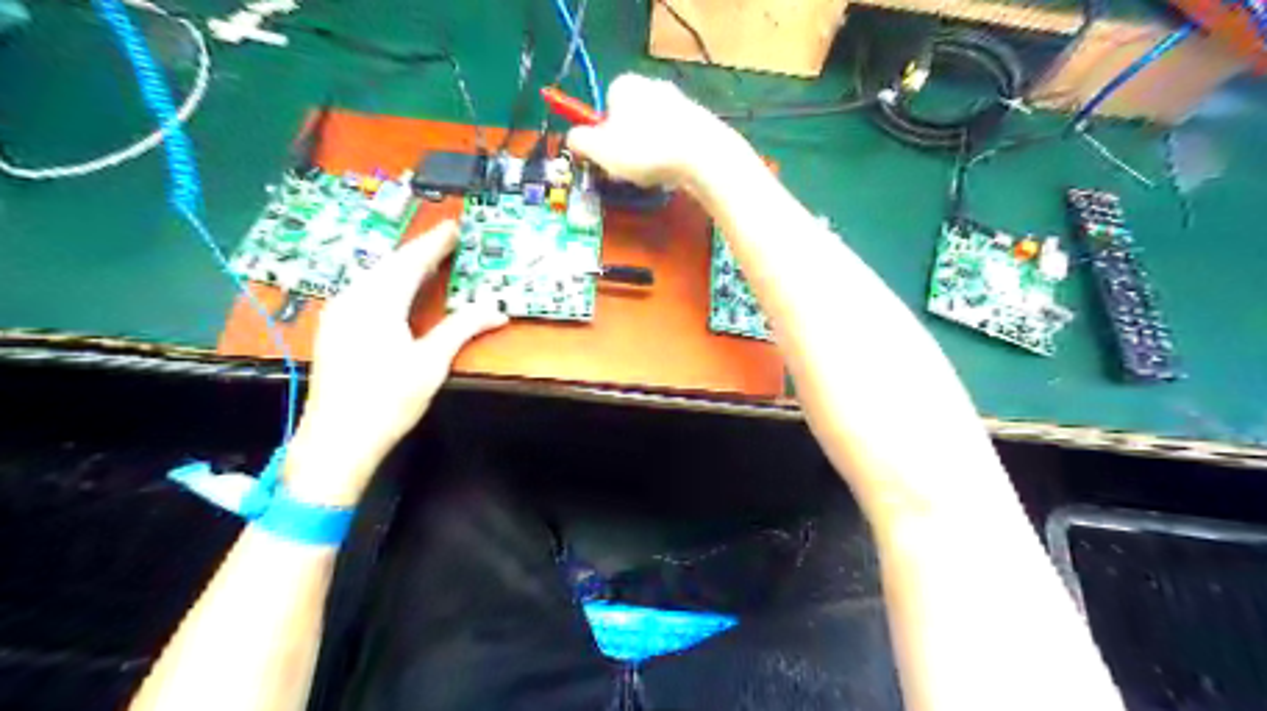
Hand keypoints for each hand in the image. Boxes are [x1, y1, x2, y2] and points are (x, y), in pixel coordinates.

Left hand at [282, 221, 508, 506]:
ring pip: (374, 277)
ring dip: (402, 266)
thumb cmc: (388, 400)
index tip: (454, 226)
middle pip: (389, 265)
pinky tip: (397, 290)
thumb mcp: (431, 363)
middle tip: (446, 240)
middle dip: (419, 251)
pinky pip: (365, 292)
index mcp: (377, 302)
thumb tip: (497, 310)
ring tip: (428, 261)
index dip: (435, 243)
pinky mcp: (335, 330)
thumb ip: (462, 329)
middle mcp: (352, 299)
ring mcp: (339, 314)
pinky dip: (388, 283)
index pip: (411, 262)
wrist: (337, 440)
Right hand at [566, 71, 743, 188]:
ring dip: (649, 154)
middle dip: (627, 145)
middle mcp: (653, 85)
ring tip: (653, 174)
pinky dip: (671, 157)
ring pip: (653, 133)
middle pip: (630, 120)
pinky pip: (675, 142)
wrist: (702, 156)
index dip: (603, 135)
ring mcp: (681, 102)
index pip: (605, 107)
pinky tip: (674, 173)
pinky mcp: (701, 122)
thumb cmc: (644, 150)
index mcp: (625, 85)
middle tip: (628, 171)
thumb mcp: (599, 149)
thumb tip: (573, 137)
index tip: (607, 157)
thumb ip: (579, 141)